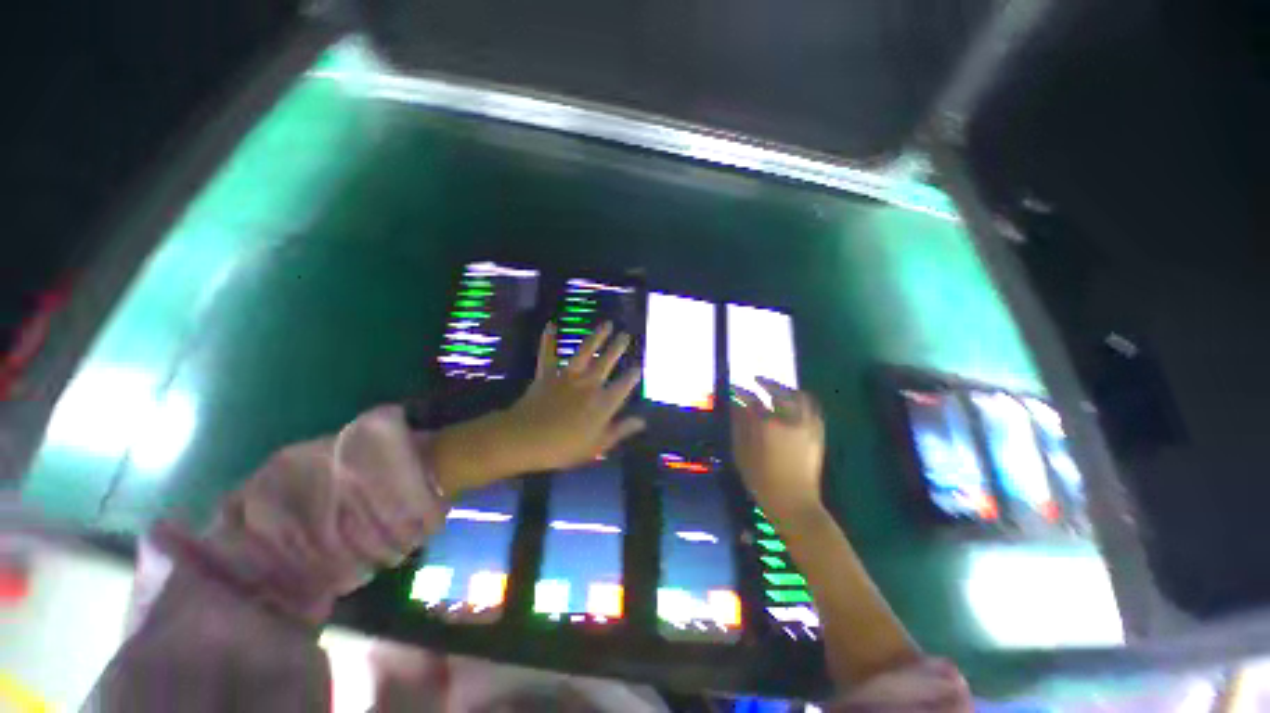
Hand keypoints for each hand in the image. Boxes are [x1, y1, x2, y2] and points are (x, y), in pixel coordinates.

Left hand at [431, 322, 644, 492]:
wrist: (525, 439)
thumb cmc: (563, 448)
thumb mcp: (597, 446)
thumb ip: (620, 431)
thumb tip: (642, 421)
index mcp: (602, 403)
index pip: (623, 386)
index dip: (632, 376)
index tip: (639, 367)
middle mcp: (588, 384)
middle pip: (606, 362)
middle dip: (617, 348)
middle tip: (626, 335)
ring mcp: (567, 377)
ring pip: (585, 352)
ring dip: (596, 337)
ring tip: (606, 324)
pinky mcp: (547, 374)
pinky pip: (548, 354)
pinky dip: (548, 339)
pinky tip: (551, 324)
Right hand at [731, 377, 826, 525]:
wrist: (795, 504)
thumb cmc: (761, 481)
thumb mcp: (742, 454)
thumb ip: (739, 426)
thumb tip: (736, 406)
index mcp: (768, 426)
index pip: (752, 400)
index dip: (741, 392)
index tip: (734, 387)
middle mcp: (791, 420)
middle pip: (780, 392)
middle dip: (767, 383)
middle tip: (756, 380)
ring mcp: (807, 426)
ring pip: (800, 397)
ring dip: (787, 389)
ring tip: (777, 388)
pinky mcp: (818, 435)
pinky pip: (813, 409)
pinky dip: (802, 400)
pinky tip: (794, 403)